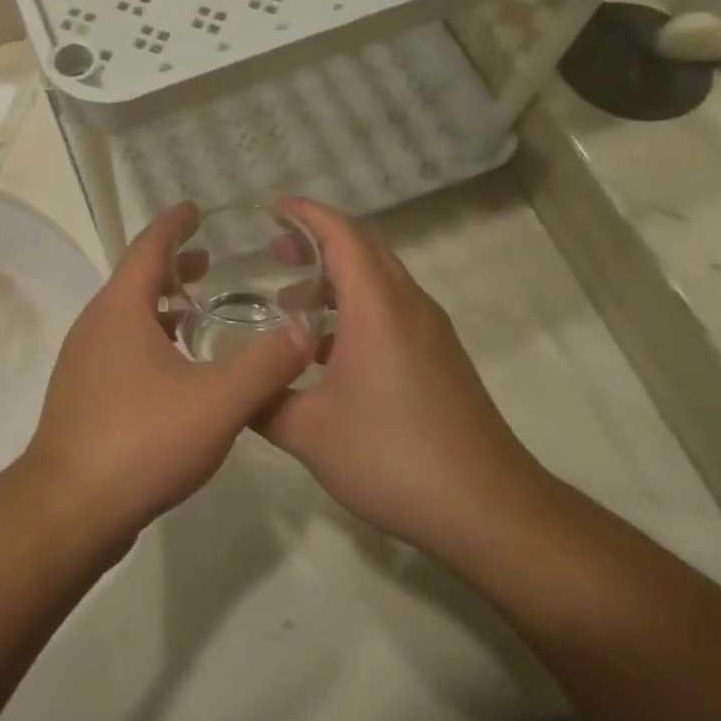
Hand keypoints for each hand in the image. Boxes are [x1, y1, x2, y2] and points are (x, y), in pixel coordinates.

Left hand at [20, 202, 314, 540]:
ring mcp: (84, 360)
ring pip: (127, 315)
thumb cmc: (141, 440)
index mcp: (120, 308)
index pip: (148, 246)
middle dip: (172, 265)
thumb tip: (305, 329)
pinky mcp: (84, 393)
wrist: (69, 506)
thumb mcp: (217, 401)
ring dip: (162, 304)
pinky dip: (151, 336)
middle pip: (136, 278)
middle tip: (209, 260)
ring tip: (199, 310)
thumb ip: (265, 364)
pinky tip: (177, 368)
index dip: (174, 224)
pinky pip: (121, 345)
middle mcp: (96, 324)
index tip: (194, 208)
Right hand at [259, 198, 550, 554]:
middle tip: (274, 250)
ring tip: (290, 302)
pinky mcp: (441, 359)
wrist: (490, 512)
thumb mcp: (308, 432)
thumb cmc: (394, 456)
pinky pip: (392, 310)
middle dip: (318, 240)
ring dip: (336, 278)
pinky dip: (355, 307)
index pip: (342, 235)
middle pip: (364, 248)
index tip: (271, 208)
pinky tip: (326, 351)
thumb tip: (231, 386)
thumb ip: (261, 401)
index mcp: (378, 307)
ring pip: (380, 280)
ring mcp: (431, 333)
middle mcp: (408, 307)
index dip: (306, 214)